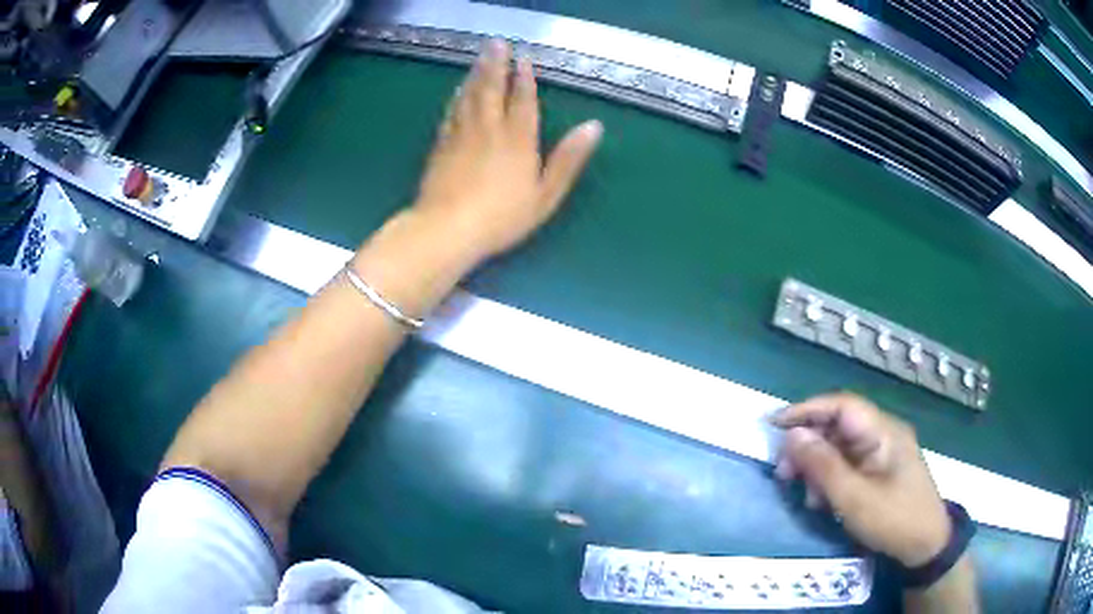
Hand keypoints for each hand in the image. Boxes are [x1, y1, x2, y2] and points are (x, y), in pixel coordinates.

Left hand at [410, 39, 602, 263]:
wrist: (448, 229)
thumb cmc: (502, 216)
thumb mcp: (546, 194)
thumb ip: (568, 159)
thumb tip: (593, 127)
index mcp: (518, 138)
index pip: (522, 100)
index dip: (524, 78)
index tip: (523, 58)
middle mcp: (489, 128)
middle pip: (492, 89)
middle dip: (496, 64)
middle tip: (496, 43)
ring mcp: (462, 135)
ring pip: (469, 96)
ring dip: (476, 74)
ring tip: (480, 57)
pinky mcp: (441, 146)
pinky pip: (452, 112)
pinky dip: (457, 97)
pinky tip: (459, 90)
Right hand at [771, 393, 950, 566]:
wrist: (925, 546)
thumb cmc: (893, 520)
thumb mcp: (855, 498)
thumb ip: (823, 466)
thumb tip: (793, 436)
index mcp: (883, 432)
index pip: (842, 406)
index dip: (807, 410)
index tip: (775, 425)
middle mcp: (883, 434)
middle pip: (838, 426)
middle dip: (809, 446)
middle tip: (784, 474)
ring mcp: (882, 453)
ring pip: (840, 447)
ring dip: (818, 467)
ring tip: (806, 495)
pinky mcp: (879, 470)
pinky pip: (848, 464)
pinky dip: (830, 479)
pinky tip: (823, 501)